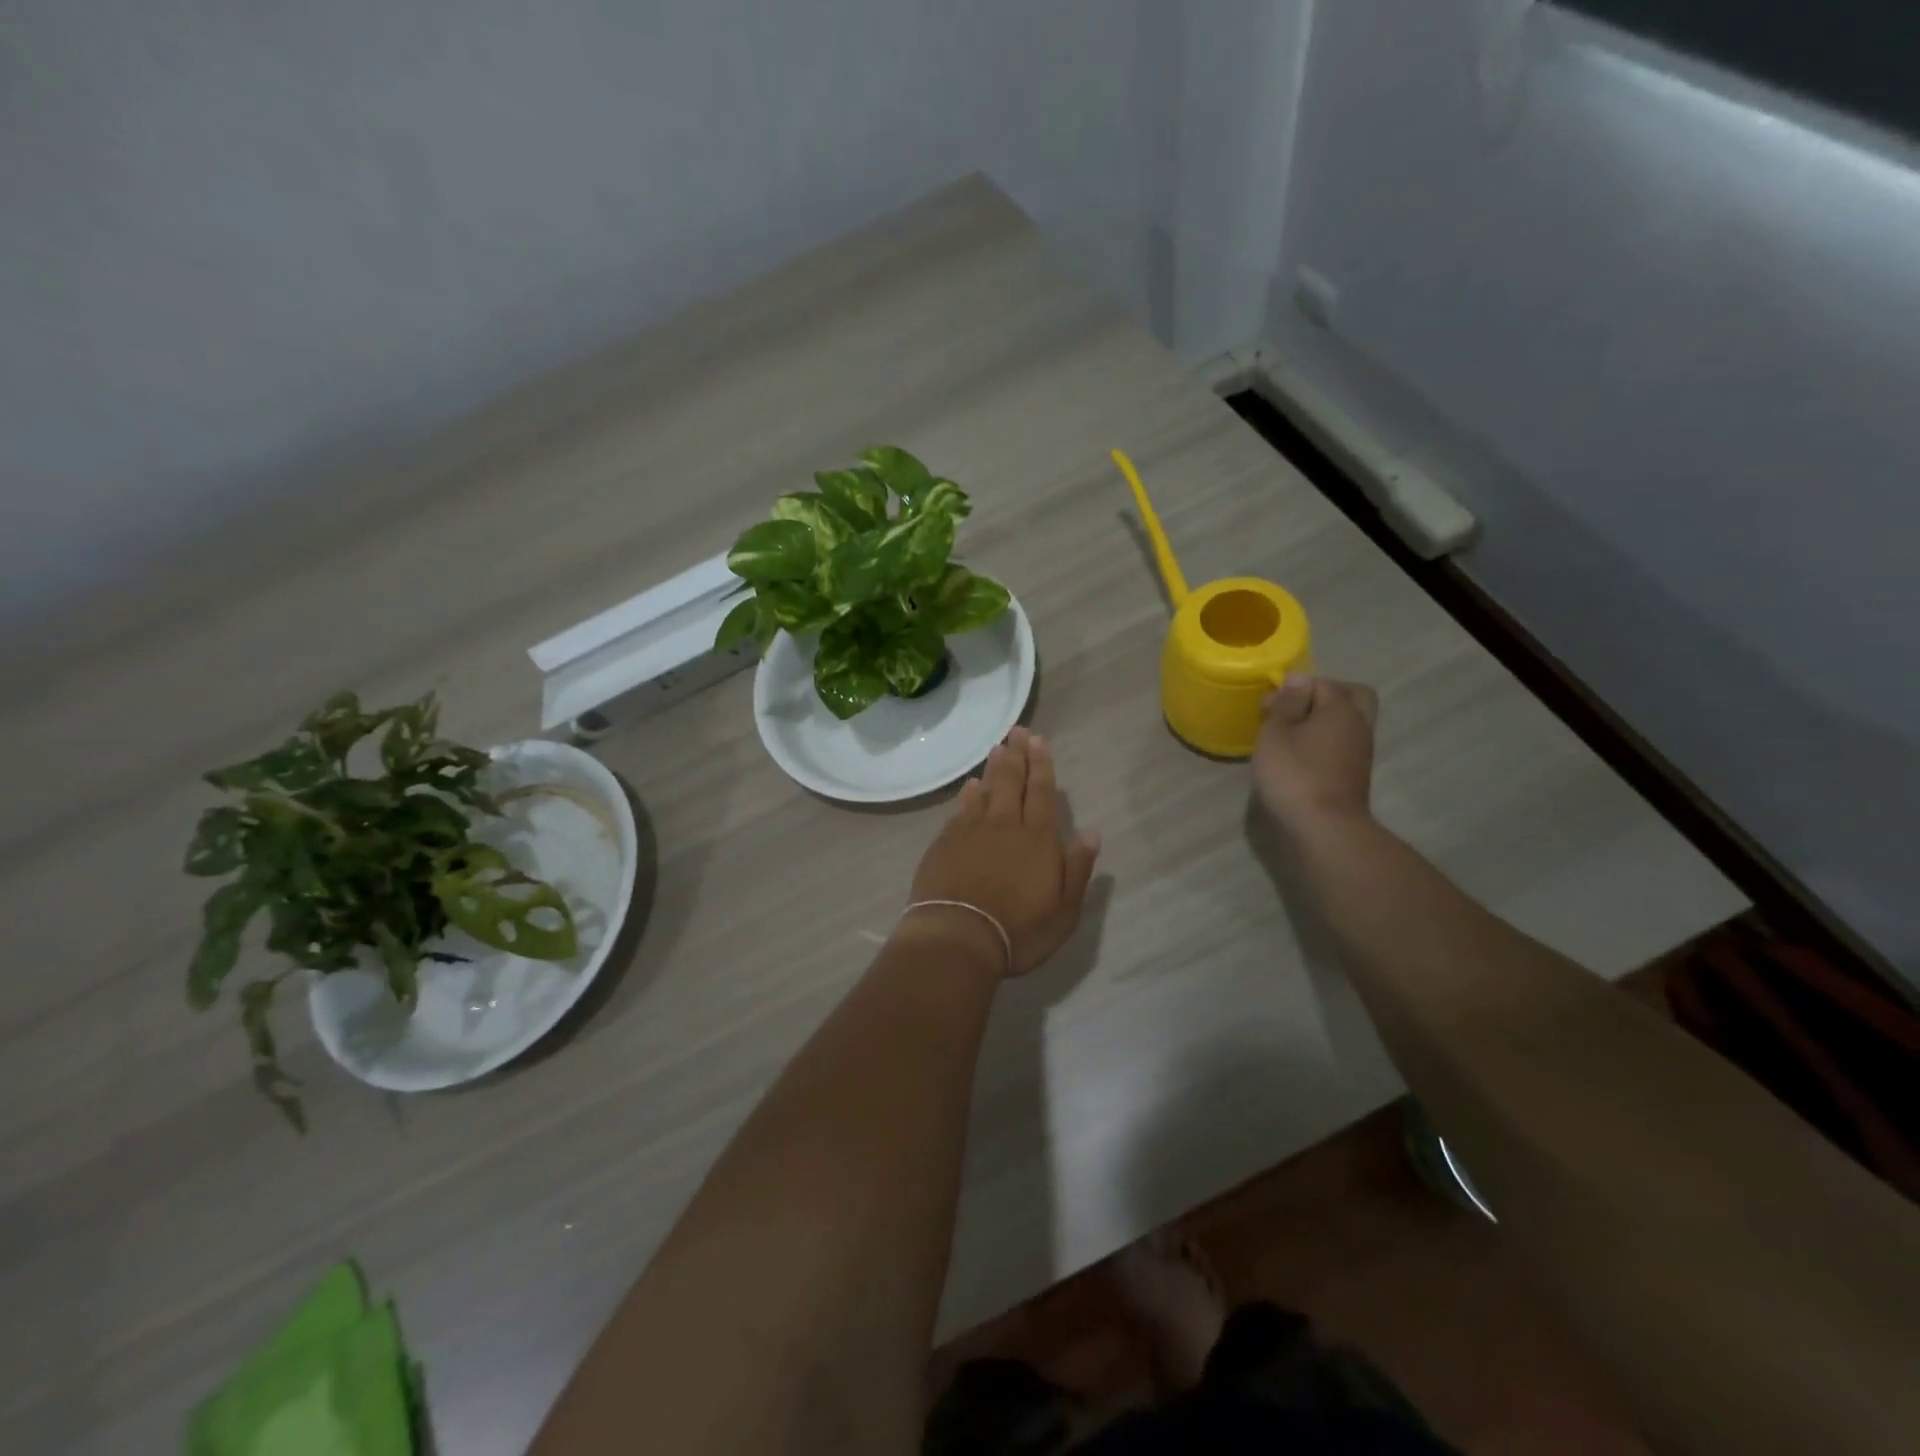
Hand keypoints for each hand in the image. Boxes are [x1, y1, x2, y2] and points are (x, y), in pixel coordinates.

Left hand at [905, 727, 1100, 977]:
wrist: (958, 937)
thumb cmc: (1019, 929)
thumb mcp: (1064, 909)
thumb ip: (1077, 868)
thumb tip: (1090, 833)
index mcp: (1037, 839)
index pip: (1042, 793)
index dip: (1041, 765)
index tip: (1038, 741)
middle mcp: (1005, 825)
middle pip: (1012, 782)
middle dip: (1017, 755)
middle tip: (1017, 732)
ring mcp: (971, 832)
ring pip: (985, 791)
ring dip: (992, 768)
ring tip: (997, 749)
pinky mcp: (945, 843)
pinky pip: (960, 810)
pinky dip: (967, 795)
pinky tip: (969, 787)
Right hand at [1252, 676, 1378, 831]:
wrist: (1324, 828)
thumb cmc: (1294, 774)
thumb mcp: (1276, 734)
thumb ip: (1286, 704)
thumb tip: (1297, 679)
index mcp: (1342, 709)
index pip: (1322, 683)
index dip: (1292, 688)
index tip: (1267, 706)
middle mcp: (1359, 726)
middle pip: (1353, 696)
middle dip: (1324, 696)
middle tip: (1294, 708)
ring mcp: (1361, 752)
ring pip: (1348, 722)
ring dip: (1323, 721)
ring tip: (1289, 735)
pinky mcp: (1354, 774)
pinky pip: (1343, 744)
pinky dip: (1324, 742)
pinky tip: (1300, 756)